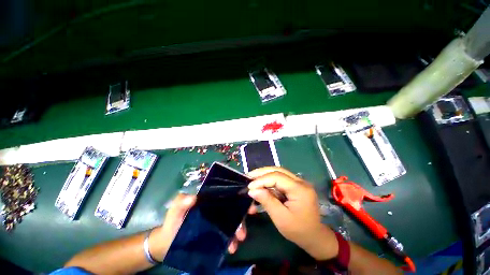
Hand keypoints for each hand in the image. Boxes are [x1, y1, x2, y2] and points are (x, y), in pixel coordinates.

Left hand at [150, 194, 256, 261]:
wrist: (167, 243)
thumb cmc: (172, 222)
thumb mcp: (175, 211)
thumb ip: (180, 204)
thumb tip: (193, 198)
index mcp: (209, 199)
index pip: (226, 194)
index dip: (238, 196)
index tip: (249, 202)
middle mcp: (216, 208)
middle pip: (233, 208)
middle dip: (242, 215)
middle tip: (244, 227)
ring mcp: (217, 221)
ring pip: (232, 221)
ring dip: (238, 229)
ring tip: (238, 241)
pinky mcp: (216, 233)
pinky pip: (227, 234)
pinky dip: (232, 240)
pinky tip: (231, 247)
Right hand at [247, 167, 338, 259]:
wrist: (314, 236)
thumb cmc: (298, 230)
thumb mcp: (281, 218)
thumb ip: (267, 201)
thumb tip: (252, 190)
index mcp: (300, 189)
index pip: (277, 177)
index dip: (262, 180)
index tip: (249, 186)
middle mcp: (301, 182)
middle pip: (278, 170)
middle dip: (262, 172)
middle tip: (249, 176)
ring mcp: (299, 183)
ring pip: (279, 172)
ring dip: (265, 175)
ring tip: (253, 178)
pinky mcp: (295, 186)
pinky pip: (280, 179)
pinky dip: (269, 181)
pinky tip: (262, 184)